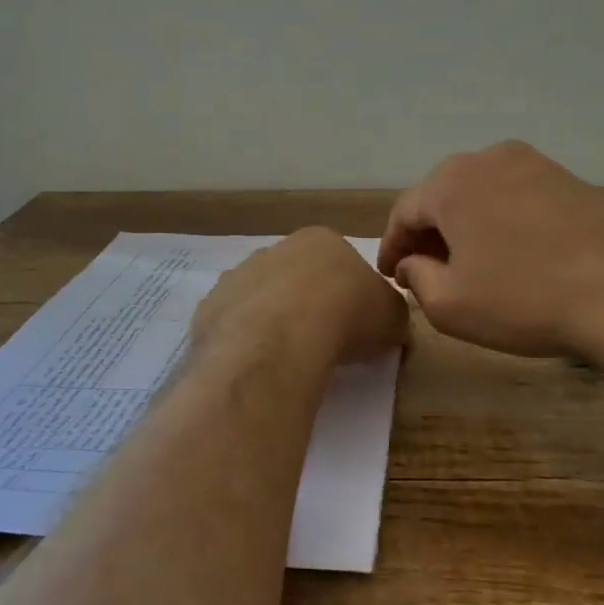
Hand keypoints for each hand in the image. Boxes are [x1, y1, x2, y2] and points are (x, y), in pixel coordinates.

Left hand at [194, 227, 408, 366]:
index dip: (348, 295)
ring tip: (288, 358)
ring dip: (272, 321)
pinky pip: (233, 324)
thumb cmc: (346, 315)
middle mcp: (275, 249)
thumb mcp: (393, 316)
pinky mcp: (210, 307)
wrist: (282, 336)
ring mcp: (238, 276)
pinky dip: (245, 341)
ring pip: (260, 299)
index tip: (354, 325)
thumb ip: (391, 315)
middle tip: (321, 342)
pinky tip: (259, 363)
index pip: (339, 263)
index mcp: (321, 241)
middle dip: (306, 304)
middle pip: (295, 277)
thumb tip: (390, 324)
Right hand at [378, 141, 603, 361]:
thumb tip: (413, 263)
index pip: (404, 213)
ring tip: (469, 266)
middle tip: (425, 272)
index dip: (392, 247)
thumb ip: (417, 278)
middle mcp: (489, 159)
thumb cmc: (525, 298)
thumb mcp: (451, 305)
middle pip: (443, 197)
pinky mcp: (572, 180)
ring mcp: (536, 165)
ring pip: (482, 196)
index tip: (390, 276)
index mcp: (451, 183)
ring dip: (467, 228)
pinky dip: (503, 224)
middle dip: (429, 235)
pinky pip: (518, 200)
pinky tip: (514, 256)